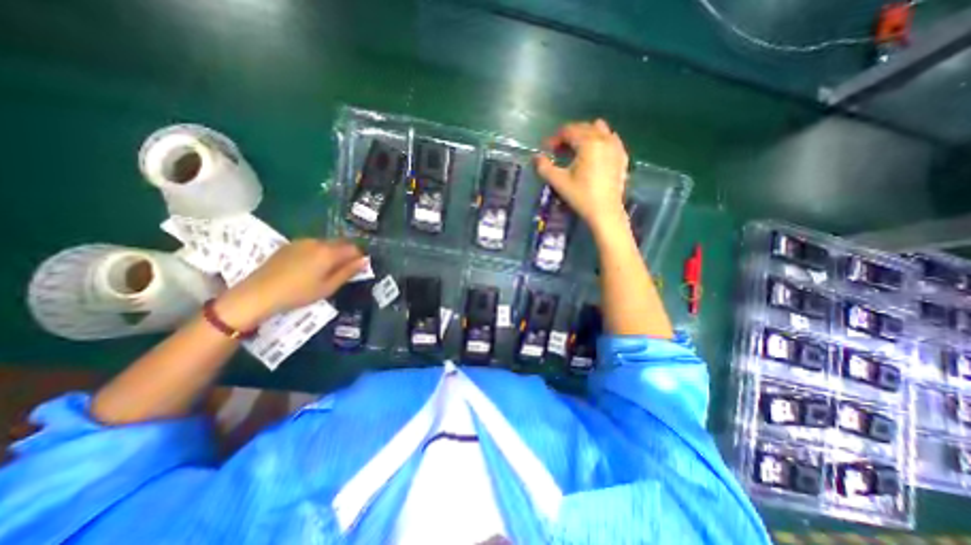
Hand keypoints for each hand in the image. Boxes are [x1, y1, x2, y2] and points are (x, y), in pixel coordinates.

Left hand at [214, 239, 364, 331]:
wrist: (258, 293)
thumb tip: (364, 261)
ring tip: (326, 269)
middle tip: (344, 270)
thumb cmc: (299, 293)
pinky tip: (310, 266)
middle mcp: (318, 242)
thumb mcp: (328, 287)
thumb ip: (348, 272)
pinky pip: (312, 245)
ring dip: (332, 252)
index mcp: (329, 252)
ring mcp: (302, 241)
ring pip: (326, 243)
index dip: (360, 257)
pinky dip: (318, 252)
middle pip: (341, 243)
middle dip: (347, 253)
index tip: (359, 268)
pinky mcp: (289, 245)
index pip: (354, 248)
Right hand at [534, 119, 624, 233]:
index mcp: (588, 143)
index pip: (568, 131)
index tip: (546, 149)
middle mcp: (604, 139)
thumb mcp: (559, 182)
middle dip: (569, 136)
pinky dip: (600, 142)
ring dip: (585, 136)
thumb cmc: (581, 196)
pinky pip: (611, 139)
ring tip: (576, 150)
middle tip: (558, 151)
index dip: (555, 138)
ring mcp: (616, 147)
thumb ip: (544, 167)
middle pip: (583, 128)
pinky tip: (593, 154)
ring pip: (599, 130)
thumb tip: (536, 157)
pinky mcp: (622, 156)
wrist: (605, 212)